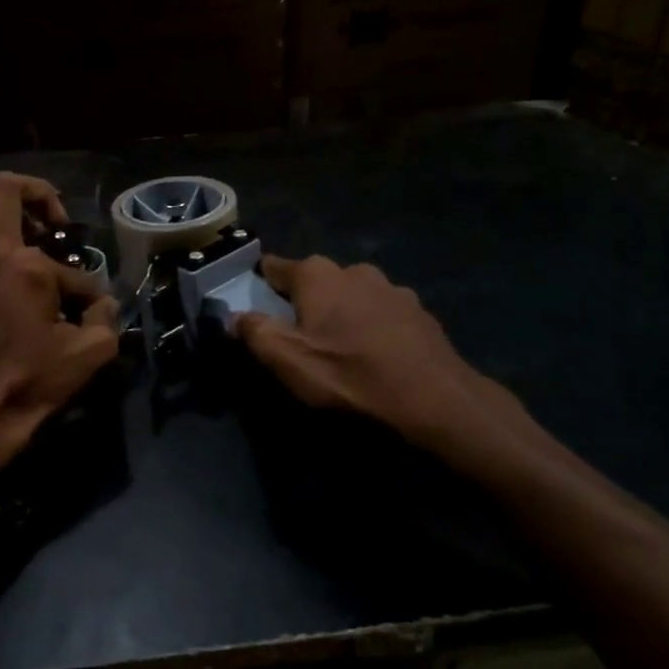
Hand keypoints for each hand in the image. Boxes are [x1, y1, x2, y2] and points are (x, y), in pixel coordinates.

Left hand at [0, 172, 119, 467]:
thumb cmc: (36, 380)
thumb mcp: (93, 350)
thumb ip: (106, 315)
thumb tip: (101, 302)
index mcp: (28, 266)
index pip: (71, 265)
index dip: (88, 287)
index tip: (88, 312)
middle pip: (4, 189)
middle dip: (37, 196)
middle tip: (55, 226)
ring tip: (20, 241)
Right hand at [234, 255, 527, 469]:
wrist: (436, 401)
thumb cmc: (350, 375)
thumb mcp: (287, 360)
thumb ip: (253, 332)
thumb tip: (233, 315)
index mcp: (317, 275)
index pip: (274, 267)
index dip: (259, 284)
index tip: (252, 304)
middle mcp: (354, 270)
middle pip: (316, 281)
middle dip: (303, 302)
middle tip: (297, 336)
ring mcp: (392, 289)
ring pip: (352, 296)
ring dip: (341, 314)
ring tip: (340, 348)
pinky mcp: (419, 313)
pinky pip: (382, 314)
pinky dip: (372, 328)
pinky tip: (375, 355)